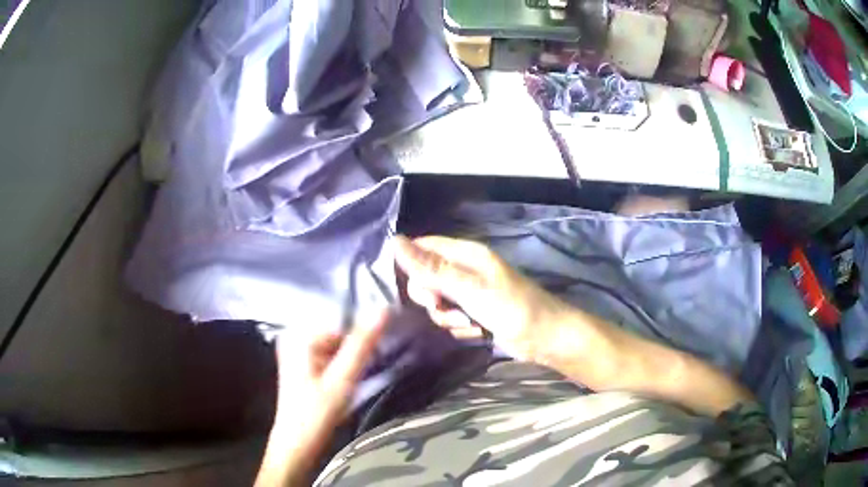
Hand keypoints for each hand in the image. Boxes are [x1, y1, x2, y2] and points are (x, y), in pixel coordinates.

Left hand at [256, 312, 386, 486]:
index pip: (343, 324)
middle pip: (339, 336)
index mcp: (301, 336)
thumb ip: (362, 344)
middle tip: (364, 373)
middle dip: (356, 351)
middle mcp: (296, 338)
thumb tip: (384, 309)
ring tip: (355, 382)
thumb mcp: (343, 378)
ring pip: (336, 348)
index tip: (377, 357)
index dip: (363, 340)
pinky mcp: (303, 367)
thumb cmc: (317, 412)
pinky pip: (330, 358)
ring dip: (351, 361)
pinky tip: (344, 386)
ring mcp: (298, 353)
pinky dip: (342, 369)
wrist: (297, 444)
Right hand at [394, 235, 571, 359]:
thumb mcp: (468, 287)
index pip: (423, 247)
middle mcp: (464, 270)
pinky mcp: (473, 314)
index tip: (417, 287)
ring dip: (449, 318)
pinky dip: (461, 328)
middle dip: (432, 298)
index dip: (412, 265)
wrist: (543, 338)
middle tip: (443, 306)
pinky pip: (451, 319)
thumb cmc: (510, 307)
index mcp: (464, 253)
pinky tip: (479, 332)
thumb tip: (395, 241)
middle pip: (426, 278)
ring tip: (471, 323)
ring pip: (437, 303)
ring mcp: (469, 293)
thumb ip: (431, 268)